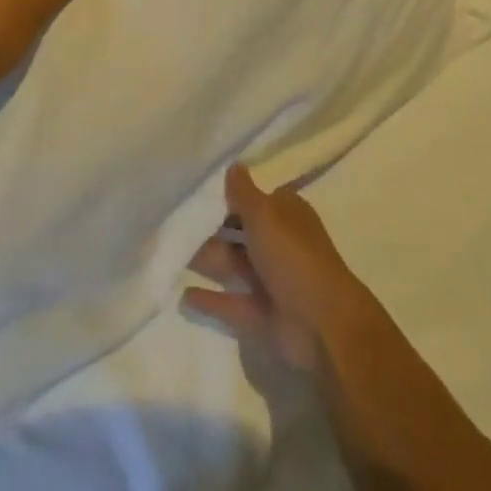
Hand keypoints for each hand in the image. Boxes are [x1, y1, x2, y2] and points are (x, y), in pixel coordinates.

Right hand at [182, 164, 375, 371]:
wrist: (322, 325)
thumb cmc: (293, 256)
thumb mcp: (266, 214)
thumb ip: (244, 192)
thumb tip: (234, 165)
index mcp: (286, 215)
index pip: (254, 199)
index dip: (228, 196)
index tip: (195, 191)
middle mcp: (278, 244)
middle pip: (239, 232)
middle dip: (210, 227)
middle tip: (172, 219)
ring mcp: (269, 281)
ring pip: (231, 264)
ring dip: (205, 258)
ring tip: (169, 251)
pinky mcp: (259, 314)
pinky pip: (229, 303)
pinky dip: (209, 299)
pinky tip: (183, 294)